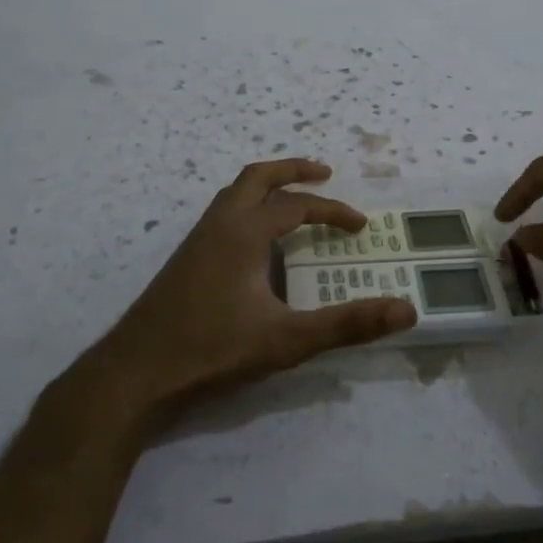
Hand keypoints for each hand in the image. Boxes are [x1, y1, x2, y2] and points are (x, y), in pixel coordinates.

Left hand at [86, 158, 416, 426]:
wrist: (136, 372)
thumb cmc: (213, 350)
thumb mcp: (288, 340)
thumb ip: (348, 324)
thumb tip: (406, 311)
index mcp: (244, 232)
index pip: (296, 205)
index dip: (332, 211)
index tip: (359, 226)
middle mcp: (219, 224)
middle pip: (257, 177)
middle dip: (293, 170)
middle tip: (324, 173)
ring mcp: (196, 240)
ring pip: (235, 193)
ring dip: (267, 187)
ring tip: (292, 201)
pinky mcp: (185, 260)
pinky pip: (223, 214)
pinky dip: (248, 208)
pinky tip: (256, 244)